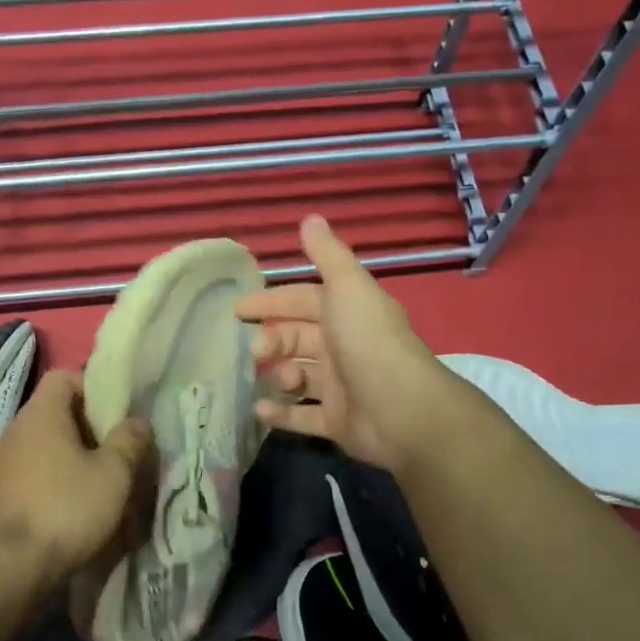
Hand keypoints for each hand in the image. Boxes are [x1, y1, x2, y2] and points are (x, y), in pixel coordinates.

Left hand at [0, 368, 153, 587]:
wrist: (6, 567)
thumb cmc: (66, 508)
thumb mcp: (113, 474)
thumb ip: (129, 441)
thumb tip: (138, 421)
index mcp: (41, 413)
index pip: (64, 377)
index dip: (92, 387)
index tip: (115, 415)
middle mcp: (14, 430)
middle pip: (54, 413)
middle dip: (86, 428)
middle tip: (114, 454)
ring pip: (42, 447)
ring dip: (67, 459)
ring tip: (95, 485)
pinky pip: (29, 475)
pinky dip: (49, 483)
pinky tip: (68, 510)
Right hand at [237, 215, 458, 471]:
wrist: (402, 410)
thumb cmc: (368, 343)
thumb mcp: (347, 288)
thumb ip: (327, 255)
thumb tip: (310, 217)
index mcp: (348, 313)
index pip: (304, 301)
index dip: (273, 301)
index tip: (238, 309)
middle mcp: (345, 347)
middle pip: (298, 339)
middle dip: (272, 341)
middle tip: (255, 352)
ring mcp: (341, 388)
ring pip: (299, 377)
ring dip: (278, 376)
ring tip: (273, 378)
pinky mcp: (337, 422)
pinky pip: (302, 417)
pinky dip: (281, 414)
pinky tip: (260, 410)